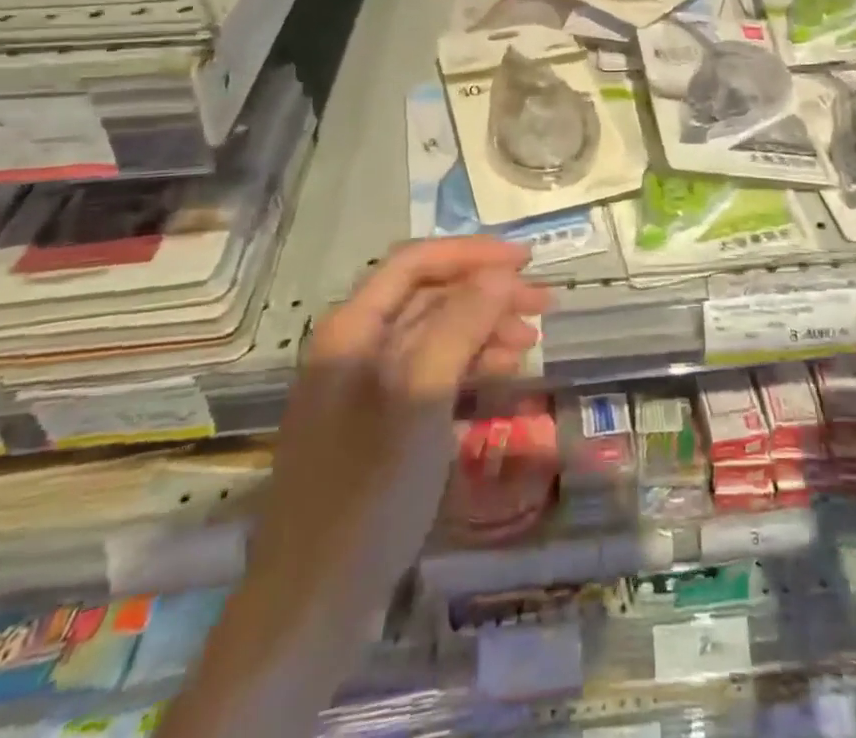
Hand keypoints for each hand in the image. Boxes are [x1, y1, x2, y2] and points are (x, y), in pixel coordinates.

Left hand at [253, 236, 550, 592]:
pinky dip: (466, 366)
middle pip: (427, 297)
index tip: (527, 261)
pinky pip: (428, 374)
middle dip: (486, 293)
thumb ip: (459, 323)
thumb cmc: (370, 487)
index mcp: (352, 328)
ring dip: (482, 329)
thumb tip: (499, 273)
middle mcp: (353, 346)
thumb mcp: (421, 394)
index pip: (416, 262)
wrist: (312, 601)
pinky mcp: (375, 425)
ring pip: (432, 335)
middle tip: (543, 304)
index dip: (472, 253)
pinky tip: (498, 376)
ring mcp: (361, 388)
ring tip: (528, 342)